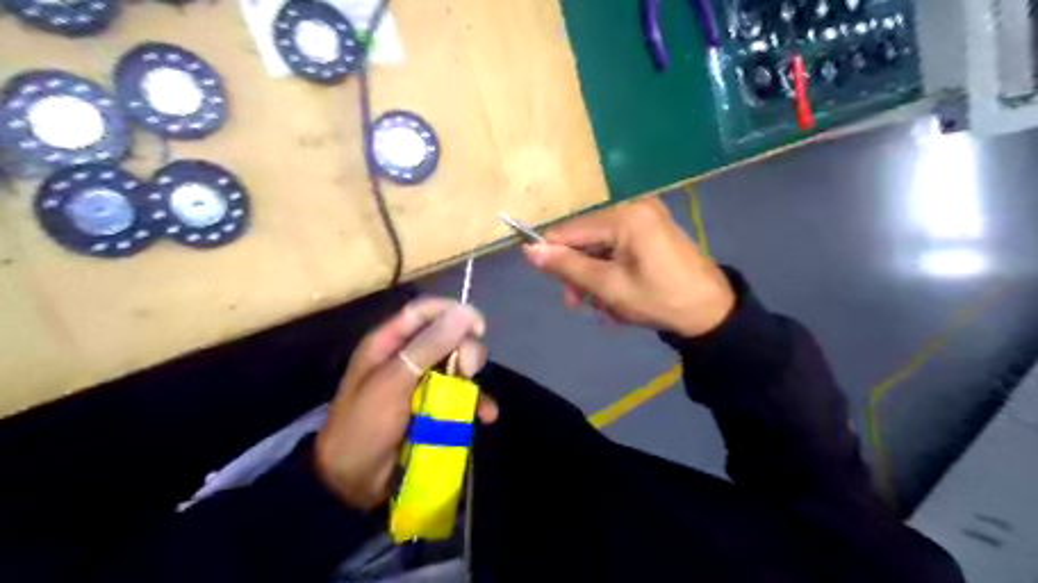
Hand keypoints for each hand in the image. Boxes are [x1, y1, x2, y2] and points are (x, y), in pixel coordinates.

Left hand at [313, 300, 494, 509]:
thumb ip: (428, 347)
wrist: (352, 484)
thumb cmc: (364, 426)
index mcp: (389, 343)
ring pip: (459, 366)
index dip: (453, 312)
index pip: (425, 311)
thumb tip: (465, 312)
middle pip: (449, 337)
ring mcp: (423, 383)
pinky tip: (486, 416)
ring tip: (476, 403)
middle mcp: (409, 357)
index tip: (478, 327)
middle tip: (466, 371)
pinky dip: (476, 404)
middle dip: (465, 351)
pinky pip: (462, 396)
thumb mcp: (393, 383)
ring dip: (473, 381)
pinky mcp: (435, 407)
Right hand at [524, 197, 733, 335]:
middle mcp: (634, 207)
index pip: (570, 230)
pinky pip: (617, 246)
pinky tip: (617, 294)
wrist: (711, 311)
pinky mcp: (653, 229)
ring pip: (600, 245)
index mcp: (625, 216)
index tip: (556, 287)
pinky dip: (611, 270)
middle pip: (586, 238)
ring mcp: (646, 217)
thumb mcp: (608, 287)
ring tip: (604, 306)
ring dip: (595, 276)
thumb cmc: (659, 300)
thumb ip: (567, 266)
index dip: (553, 255)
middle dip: (579, 272)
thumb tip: (528, 250)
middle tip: (580, 305)